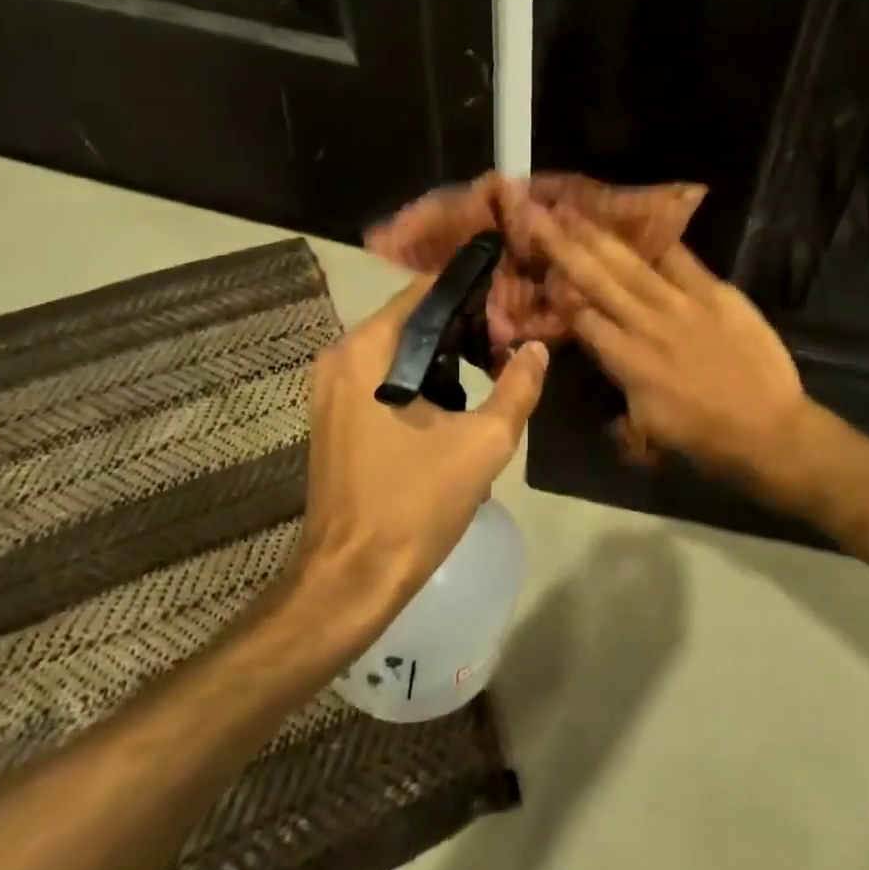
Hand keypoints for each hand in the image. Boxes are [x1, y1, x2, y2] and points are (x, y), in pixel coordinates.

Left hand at [294, 274, 548, 628]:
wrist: (352, 577)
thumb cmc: (416, 503)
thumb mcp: (484, 443)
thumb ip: (518, 387)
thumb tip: (537, 348)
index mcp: (369, 349)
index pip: (427, 292)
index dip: (474, 294)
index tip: (512, 307)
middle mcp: (341, 356)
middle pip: (413, 319)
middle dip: (464, 327)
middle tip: (510, 343)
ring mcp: (331, 388)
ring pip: (399, 350)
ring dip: (445, 356)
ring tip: (493, 371)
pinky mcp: (334, 415)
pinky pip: (383, 377)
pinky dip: (420, 379)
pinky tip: (456, 405)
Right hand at [526, 204, 806, 485]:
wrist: (769, 430)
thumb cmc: (704, 438)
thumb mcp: (646, 424)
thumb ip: (620, 385)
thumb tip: (605, 355)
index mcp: (626, 362)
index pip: (581, 317)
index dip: (556, 290)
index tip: (538, 263)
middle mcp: (645, 325)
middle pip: (595, 278)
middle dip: (562, 244)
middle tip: (536, 212)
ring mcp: (682, 304)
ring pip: (630, 263)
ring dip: (597, 233)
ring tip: (572, 207)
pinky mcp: (716, 292)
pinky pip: (681, 259)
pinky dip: (658, 239)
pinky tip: (638, 216)